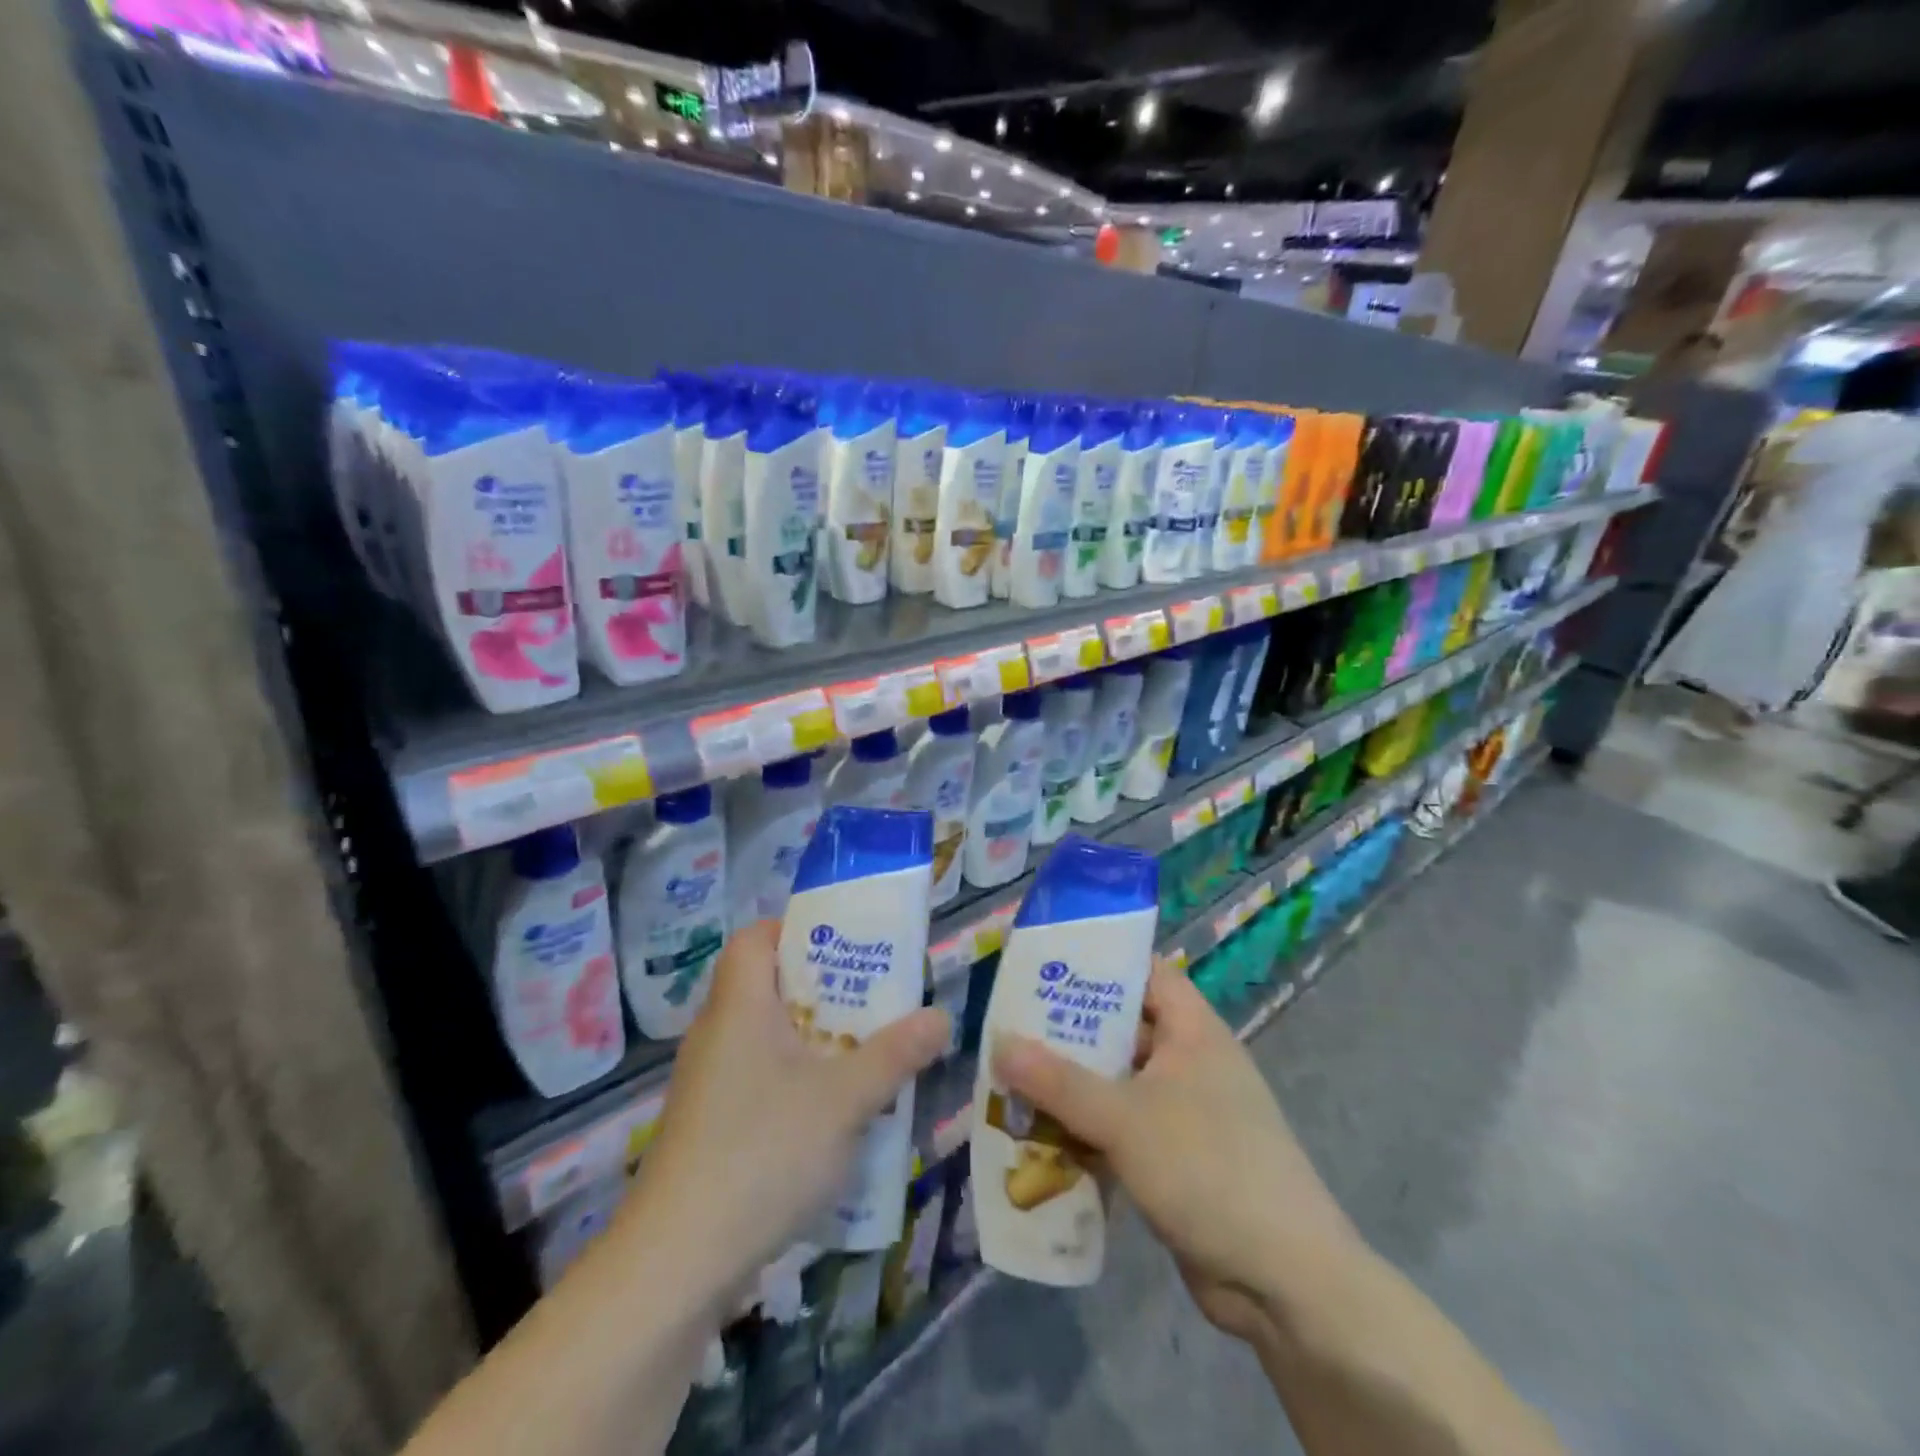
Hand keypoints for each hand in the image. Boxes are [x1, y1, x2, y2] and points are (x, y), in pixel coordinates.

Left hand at [615, 920, 948, 1311]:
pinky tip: (830, 1118)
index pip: (755, 938)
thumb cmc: (763, 1152)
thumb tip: (941, 1016)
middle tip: (873, 1002)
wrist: (675, 1263)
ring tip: (863, 1056)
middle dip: (824, 991)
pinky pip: (757, 1081)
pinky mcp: (706, 1128)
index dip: (797, 931)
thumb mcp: (845, 1099)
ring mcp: (706, 1084)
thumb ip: (896, 1054)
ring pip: (766, 1038)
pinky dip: (794, 1083)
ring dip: (813, 1042)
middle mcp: (716, 1034)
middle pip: (768, 986)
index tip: (846, 948)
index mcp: (739, 1006)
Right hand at [993, 965, 1360, 1342]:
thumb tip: (998, 1043)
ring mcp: (1185, 1113)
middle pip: (1123, 1028)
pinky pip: (1122, 1129)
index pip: (1145, 972)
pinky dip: (1087, 1130)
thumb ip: (1058, 1081)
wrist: (1284, 1281)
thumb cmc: (1207, 1169)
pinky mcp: (1176, 1160)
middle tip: (1011, 1026)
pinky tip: (1041, 1138)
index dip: (1100, 962)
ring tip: (1012, 1080)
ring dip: (1072, 1086)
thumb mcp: (1124, 1118)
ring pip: (1118, 1083)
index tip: (1046, 963)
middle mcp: (1189, 1061)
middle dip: (1070, 1030)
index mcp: (1192, 1030)